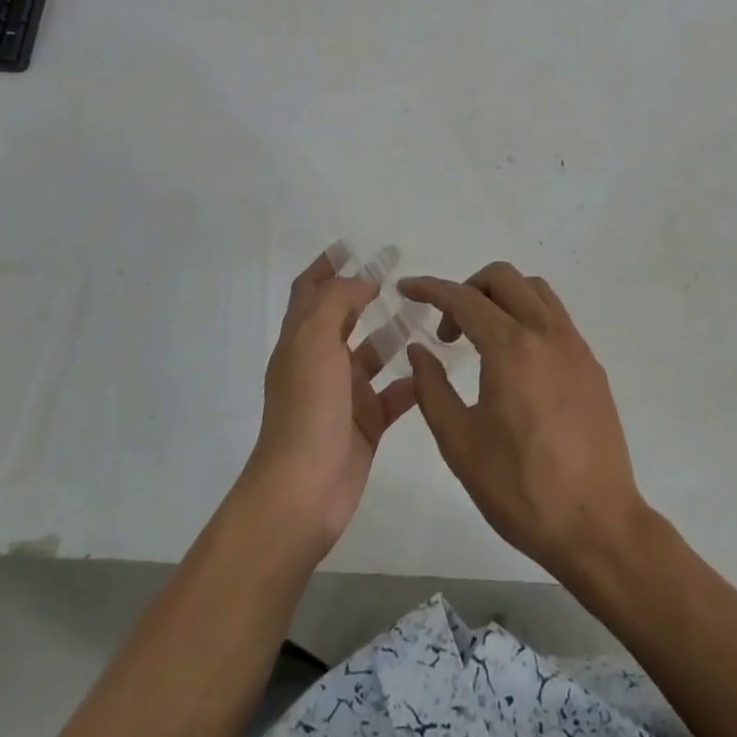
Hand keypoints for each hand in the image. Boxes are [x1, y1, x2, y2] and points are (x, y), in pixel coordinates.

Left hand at [248, 248, 417, 551]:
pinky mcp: (366, 423)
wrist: (304, 490)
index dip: (326, 265)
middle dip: (367, 292)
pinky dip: (412, 380)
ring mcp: (343, 395)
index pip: (310, 291)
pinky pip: (394, 394)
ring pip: (372, 354)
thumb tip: (363, 281)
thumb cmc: (307, 408)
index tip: (352, 246)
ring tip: (427, 315)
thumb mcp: (315, 341)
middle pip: (343, 316)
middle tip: (401, 274)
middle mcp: (319, 362)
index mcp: (300, 341)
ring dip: (394, 334)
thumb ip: (337, 301)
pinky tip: (436, 367)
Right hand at [400, 263, 649, 582]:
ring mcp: (575, 346)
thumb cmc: (520, 488)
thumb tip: (419, 351)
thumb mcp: (460, 444)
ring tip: (481, 337)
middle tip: (449, 329)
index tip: (406, 289)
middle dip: (467, 289)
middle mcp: (547, 333)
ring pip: (535, 291)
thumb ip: (432, 389)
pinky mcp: (592, 365)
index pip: (464, 298)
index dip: (430, 289)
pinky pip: (555, 318)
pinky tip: (516, 361)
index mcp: (511, 348)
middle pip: (503, 278)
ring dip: (502, 297)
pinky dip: (527, 317)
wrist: (597, 524)